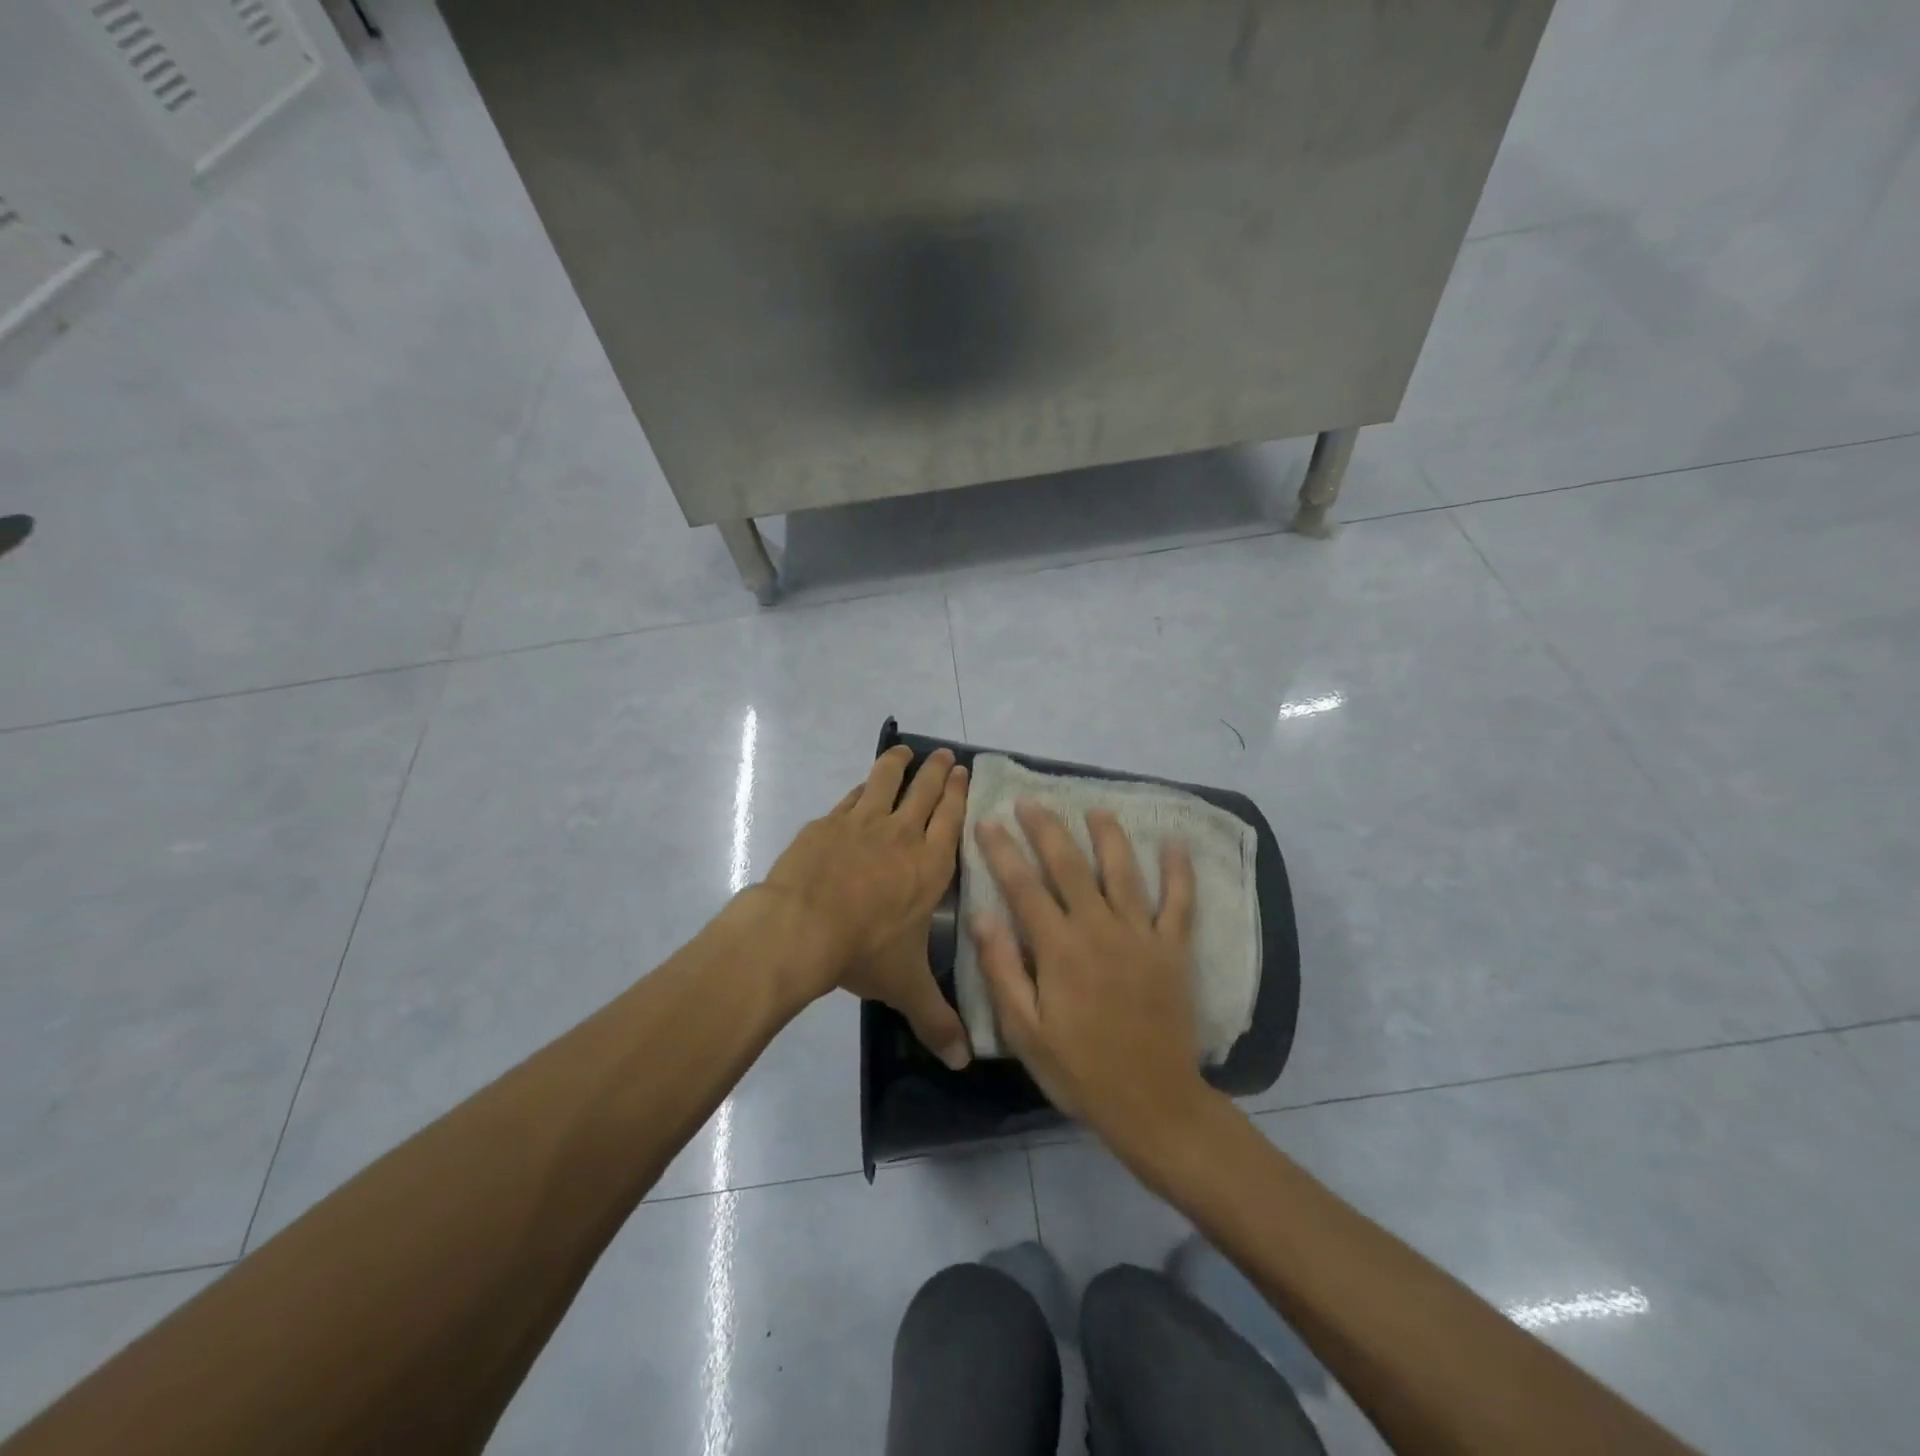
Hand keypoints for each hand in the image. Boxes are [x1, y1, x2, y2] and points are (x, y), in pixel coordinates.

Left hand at [760, 745, 972, 1069]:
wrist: (801, 927)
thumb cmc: (863, 950)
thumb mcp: (905, 987)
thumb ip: (936, 1020)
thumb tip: (963, 1062)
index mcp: (929, 866)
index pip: (951, 820)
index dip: (959, 794)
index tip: (965, 772)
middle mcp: (902, 835)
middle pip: (925, 791)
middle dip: (938, 771)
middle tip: (945, 755)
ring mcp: (863, 822)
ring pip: (887, 780)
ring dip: (899, 764)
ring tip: (904, 752)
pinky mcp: (828, 822)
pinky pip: (851, 796)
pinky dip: (861, 787)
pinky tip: (861, 787)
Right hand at [971, 803, 1209, 1159]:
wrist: (1151, 1103)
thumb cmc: (1079, 1070)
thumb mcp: (1024, 1030)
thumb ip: (1002, 969)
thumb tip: (981, 915)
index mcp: (1059, 948)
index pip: (1023, 886)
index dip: (1002, 850)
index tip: (987, 820)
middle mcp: (1099, 928)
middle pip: (1069, 865)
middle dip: (1047, 829)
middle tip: (1031, 801)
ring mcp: (1141, 935)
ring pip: (1123, 871)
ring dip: (1108, 836)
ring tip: (1095, 809)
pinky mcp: (1173, 949)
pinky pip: (1179, 902)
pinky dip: (1179, 871)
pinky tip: (1174, 842)